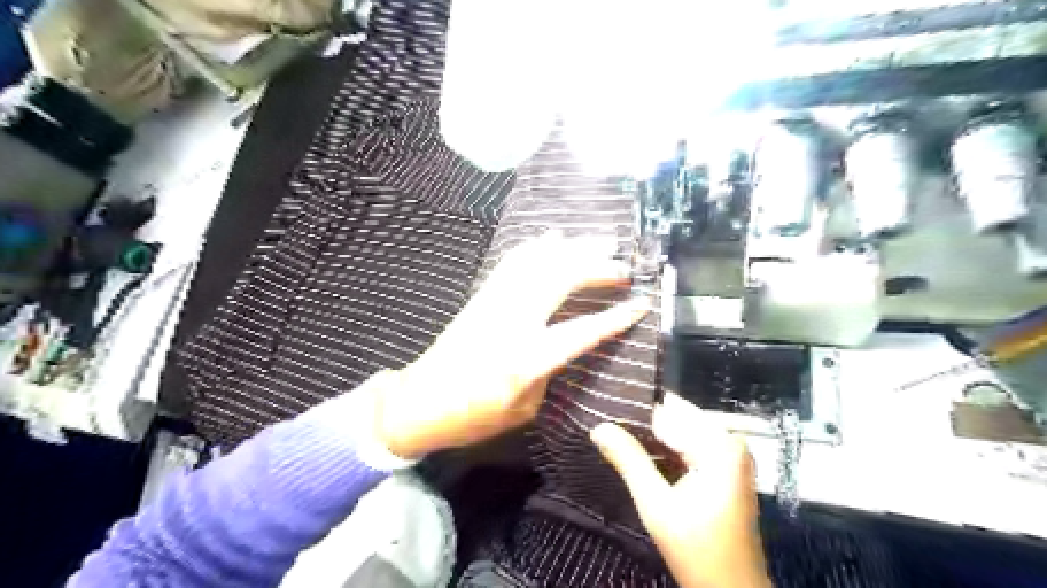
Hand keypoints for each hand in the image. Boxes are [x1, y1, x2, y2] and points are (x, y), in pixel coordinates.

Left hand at [376, 232, 651, 459]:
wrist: (420, 401)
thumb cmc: (474, 416)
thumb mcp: (523, 409)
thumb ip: (550, 373)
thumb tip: (564, 344)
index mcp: (528, 358)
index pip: (582, 331)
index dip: (615, 317)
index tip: (641, 303)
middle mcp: (513, 322)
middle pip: (561, 280)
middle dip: (597, 267)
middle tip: (623, 265)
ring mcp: (495, 303)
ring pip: (538, 262)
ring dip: (572, 248)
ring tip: (600, 240)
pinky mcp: (482, 296)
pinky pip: (513, 262)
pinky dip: (536, 246)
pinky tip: (553, 238)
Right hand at [592, 395, 770, 587]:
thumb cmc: (697, 550)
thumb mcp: (656, 505)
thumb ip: (628, 460)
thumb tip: (598, 427)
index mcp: (719, 444)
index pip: (668, 411)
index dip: (633, 411)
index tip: (602, 409)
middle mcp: (729, 440)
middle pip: (675, 418)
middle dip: (641, 424)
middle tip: (604, 428)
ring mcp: (729, 453)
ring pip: (679, 431)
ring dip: (649, 437)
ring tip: (614, 436)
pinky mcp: (724, 467)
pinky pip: (687, 444)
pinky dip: (664, 449)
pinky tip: (638, 453)